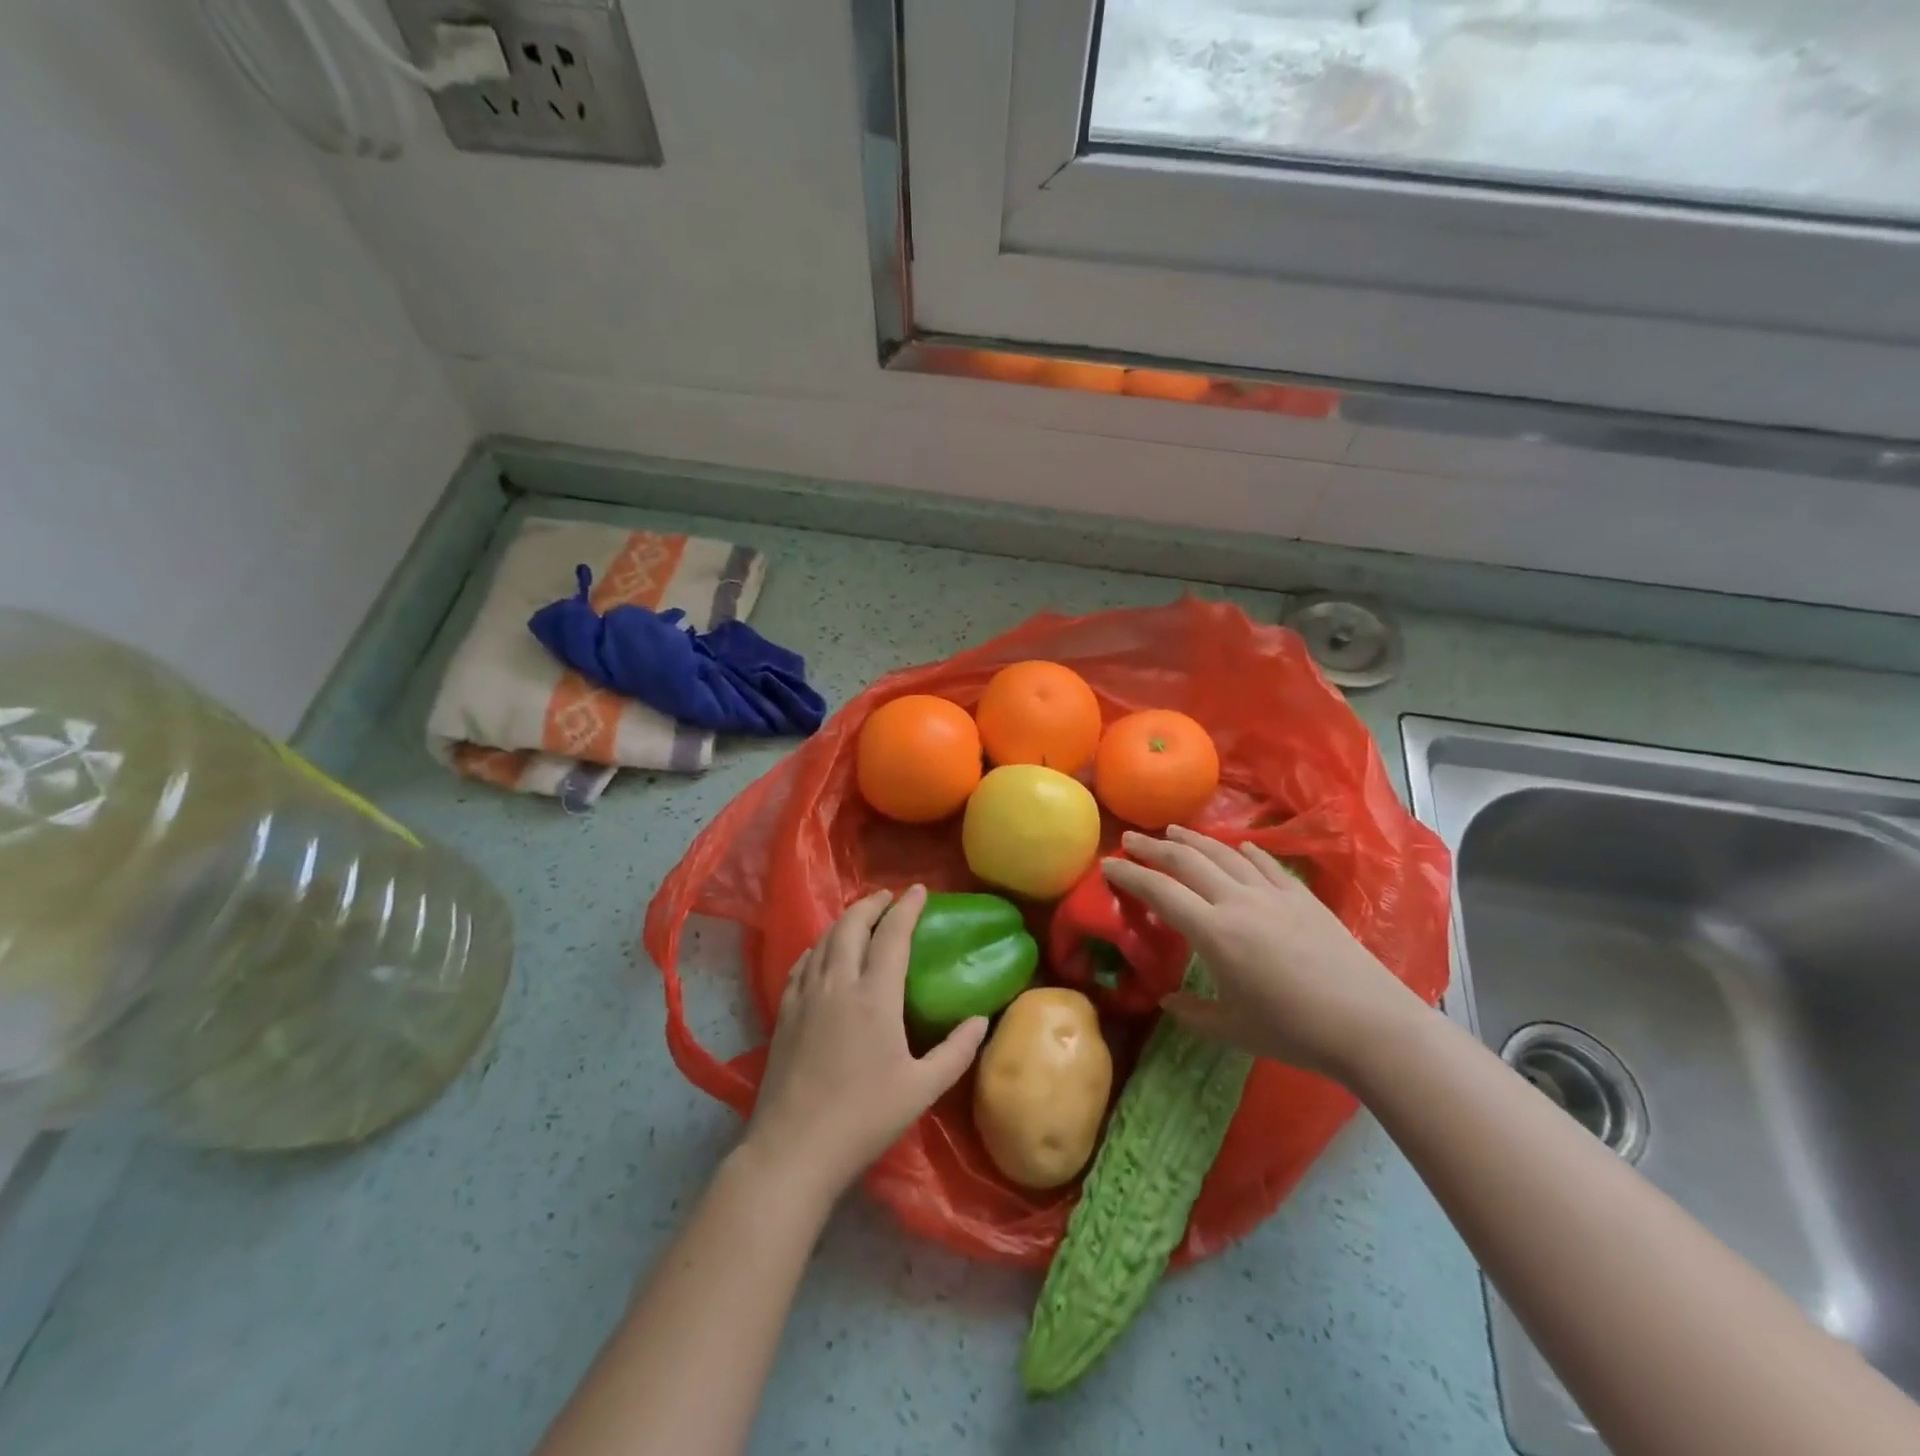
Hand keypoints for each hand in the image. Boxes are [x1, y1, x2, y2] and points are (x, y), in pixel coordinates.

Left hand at [738, 886, 988, 1208]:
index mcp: (874, 996)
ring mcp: (806, 996)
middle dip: (871, 904)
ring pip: (824, 940)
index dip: (906, 907)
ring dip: (845, 920)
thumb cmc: (864, 1118)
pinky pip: (802, 963)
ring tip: (861, 916)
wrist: (794, 1149)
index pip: (892, 934)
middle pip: (852, 925)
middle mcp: (837, 983)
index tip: (918, 890)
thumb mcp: (922, 1089)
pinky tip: (823, 952)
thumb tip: (981, 1020)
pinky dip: (818, 946)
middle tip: (888, 897)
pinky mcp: (784, 1012)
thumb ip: (956, 1051)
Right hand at [1102, 827, 1426, 1082]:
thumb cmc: (1295, 1031)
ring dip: (1194, 839)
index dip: (1130, 874)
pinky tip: (1238, 846)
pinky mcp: (1302, 897)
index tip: (1108, 864)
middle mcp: (1238, 901)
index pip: (1160, 891)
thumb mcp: (1234, 1030)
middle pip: (1187, 861)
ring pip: (1224, 853)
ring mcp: (1273, 894)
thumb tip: (1167, 999)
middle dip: (1154, 847)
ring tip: (1173, 830)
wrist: (1370, 1024)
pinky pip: (1266, 863)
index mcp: (1214, 932)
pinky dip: (1245, 851)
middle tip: (1131, 838)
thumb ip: (1193, 1013)